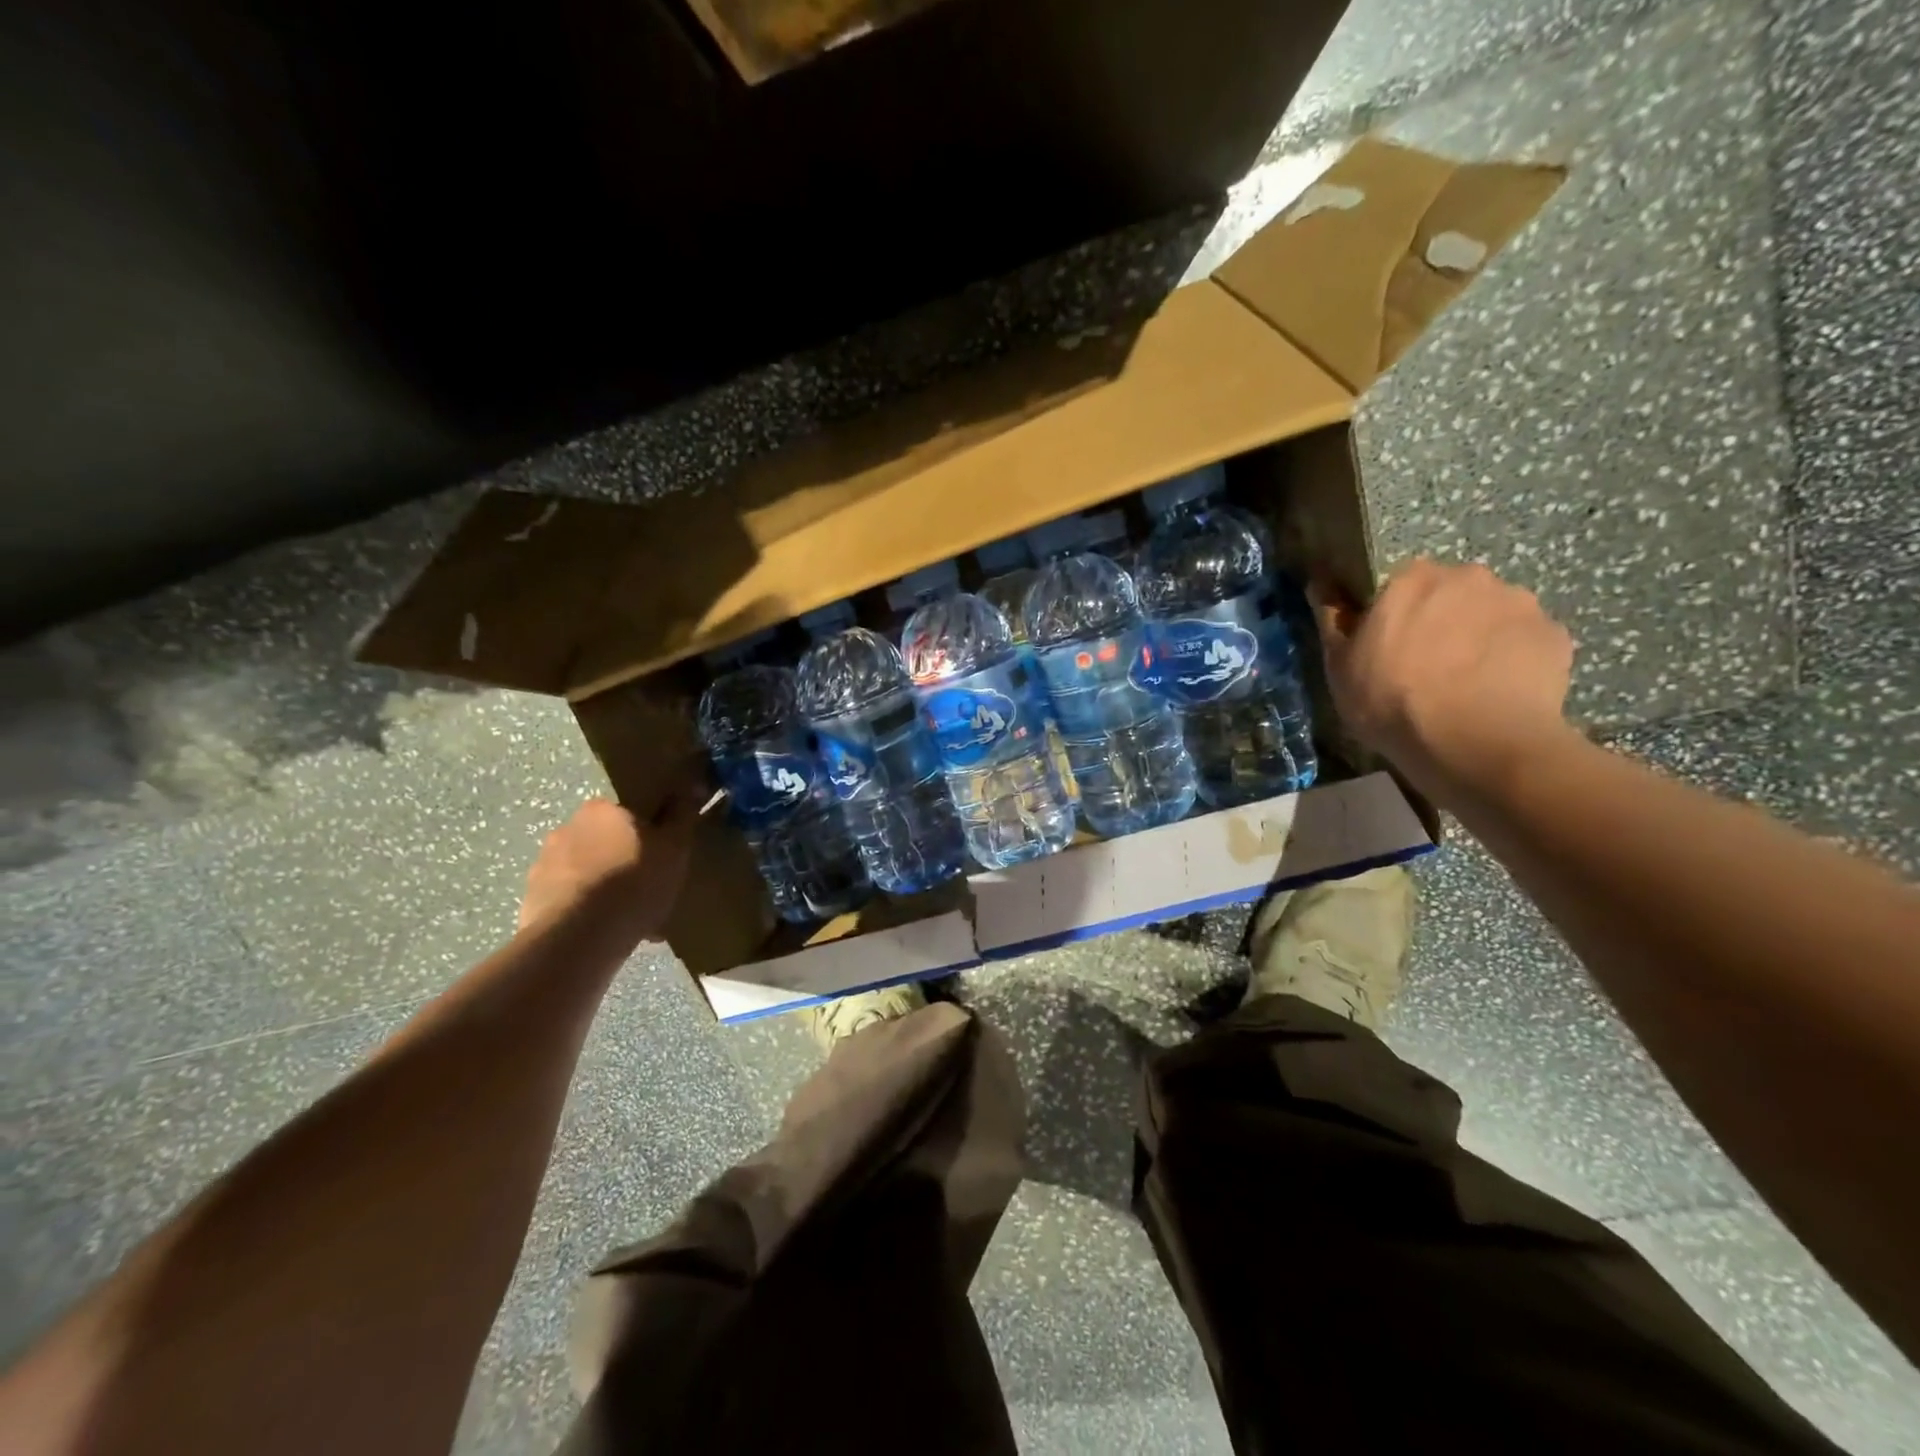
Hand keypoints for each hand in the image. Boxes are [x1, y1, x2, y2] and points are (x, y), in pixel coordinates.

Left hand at [518, 791, 698, 945]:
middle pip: (605, 841)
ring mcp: (544, 865)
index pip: (628, 814)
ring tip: (630, 919)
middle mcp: (567, 828)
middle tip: (648, 889)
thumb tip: (694, 782)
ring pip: (586, 872)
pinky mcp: (532, 900)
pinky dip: (588, 912)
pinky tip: (608, 934)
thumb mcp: (674, 846)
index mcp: (601, 809)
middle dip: (623, 861)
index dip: (647, 835)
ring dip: (604, 888)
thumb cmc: (634, 882)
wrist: (579, 937)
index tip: (661, 857)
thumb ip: (683, 813)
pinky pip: (570, 901)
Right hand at [1313, 559, 1575, 805]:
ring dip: (1479, 637)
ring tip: (1468, 684)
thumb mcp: (1340, 666)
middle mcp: (1469, 577)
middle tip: (1428, 667)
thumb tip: (1320, 583)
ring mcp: (1519, 603)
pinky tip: (1498, 693)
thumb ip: (1332, 620)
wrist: (1474, 744)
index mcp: (1412, 579)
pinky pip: (1526, 641)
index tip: (1387, 646)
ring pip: (1491, 614)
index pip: (1399, 584)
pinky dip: (1513, 659)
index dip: (1393, 615)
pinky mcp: (1556, 635)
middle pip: (1450, 593)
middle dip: (1441, 619)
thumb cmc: (1391, 702)